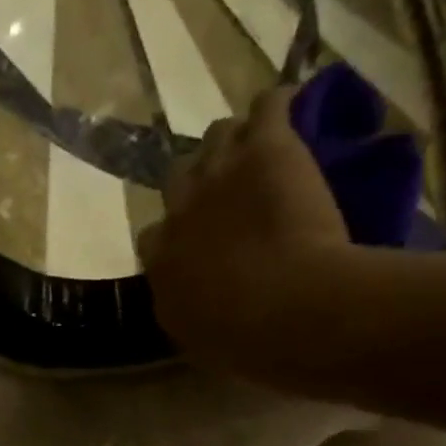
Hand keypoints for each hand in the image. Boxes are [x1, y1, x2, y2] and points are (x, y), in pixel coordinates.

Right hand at [137, 87, 352, 365]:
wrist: (285, 308)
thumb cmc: (239, 340)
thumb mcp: (193, 335)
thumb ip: (183, 305)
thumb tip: (189, 295)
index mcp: (159, 261)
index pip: (152, 235)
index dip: (175, 233)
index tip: (196, 241)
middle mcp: (180, 210)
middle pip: (178, 177)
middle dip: (199, 182)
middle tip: (229, 192)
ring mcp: (219, 174)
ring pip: (217, 135)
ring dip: (235, 142)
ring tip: (260, 151)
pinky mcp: (266, 147)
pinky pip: (268, 105)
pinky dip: (278, 106)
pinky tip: (293, 112)